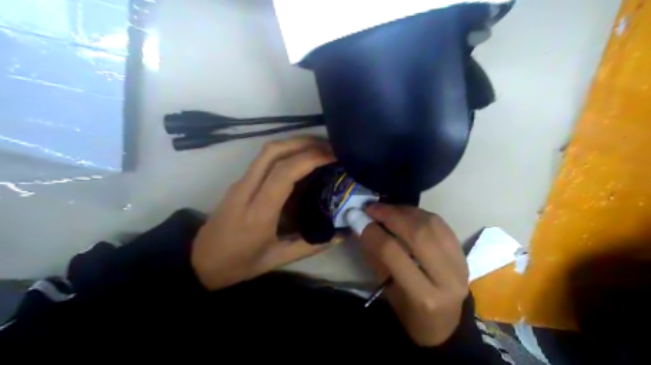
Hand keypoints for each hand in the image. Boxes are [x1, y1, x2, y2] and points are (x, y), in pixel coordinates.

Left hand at [192, 135, 335, 290]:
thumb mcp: (276, 260)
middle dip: (304, 142)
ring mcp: (240, 183)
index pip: (284, 173)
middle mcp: (247, 190)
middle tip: (329, 146)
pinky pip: (263, 159)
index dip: (310, 158)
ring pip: (266, 151)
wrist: (199, 262)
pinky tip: (300, 159)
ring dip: (294, 143)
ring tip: (319, 148)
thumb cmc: (238, 264)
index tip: (333, 155)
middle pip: (273, 151)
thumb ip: (310, 246)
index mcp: (258, 212)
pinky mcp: (238, 183)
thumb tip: (339, 235)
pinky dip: (285, 152)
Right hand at [356, 204, 468, 345]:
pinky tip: (404, 213)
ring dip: (404, 211)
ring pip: (431, 224)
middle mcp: (447, 278)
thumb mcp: (387, 291)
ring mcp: (460, 263)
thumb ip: (376, 257)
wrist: (446, 323)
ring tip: (386, 208)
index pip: (393, 254)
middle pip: (417, 234)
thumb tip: (361, 225)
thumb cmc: (411, 314)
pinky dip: (419, 214)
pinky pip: (440, 223)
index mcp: (424, 296)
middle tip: (372, 208)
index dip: (373, 232)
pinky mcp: (462, 253)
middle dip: (390, 215)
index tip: (357, 218)